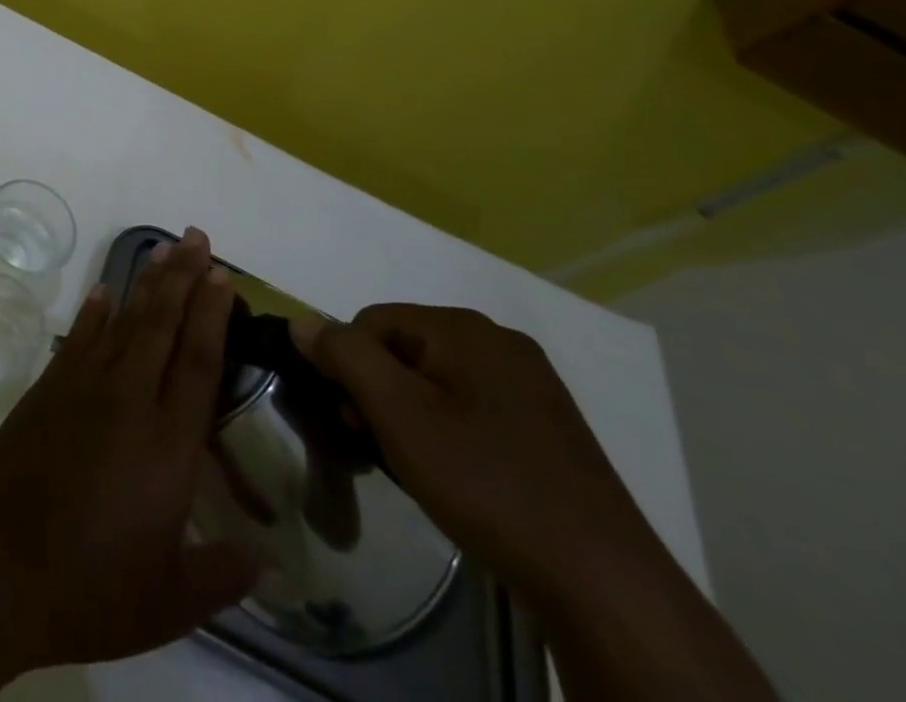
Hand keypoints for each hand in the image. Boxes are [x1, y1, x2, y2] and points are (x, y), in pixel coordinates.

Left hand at [0, 227, 259, 672]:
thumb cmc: (92, 588)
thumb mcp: (170, 601)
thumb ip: (222, 575)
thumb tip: (267, 562)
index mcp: (169, 445)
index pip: (198, 361)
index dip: (213, 314)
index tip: (223, 276)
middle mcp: (129, 399)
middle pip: (163, 323)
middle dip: (183, 277)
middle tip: (197, 238)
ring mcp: (83, 386)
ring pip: (124, 320)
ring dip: (147, 282)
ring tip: (164, 248)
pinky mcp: (48, 387)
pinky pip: (79, 337)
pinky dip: (95, 311)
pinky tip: (105, 290)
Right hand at [291, 304, 665, 608]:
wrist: (603, 585)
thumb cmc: (485, 482)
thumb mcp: (397, 412)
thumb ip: (343, 355)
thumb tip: (302, 321)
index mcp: (465, 328)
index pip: (372, 321)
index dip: (350, 366)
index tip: (353, 419)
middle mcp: (501, 342)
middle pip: (405, 348)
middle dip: (380, 391)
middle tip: (378, 444)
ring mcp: (532, 386)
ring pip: (438, 381)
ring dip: (412, 414)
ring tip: (417, 466)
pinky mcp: (549, 428)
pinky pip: (474, 408)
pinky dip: (450, 431)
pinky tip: (460, 476)